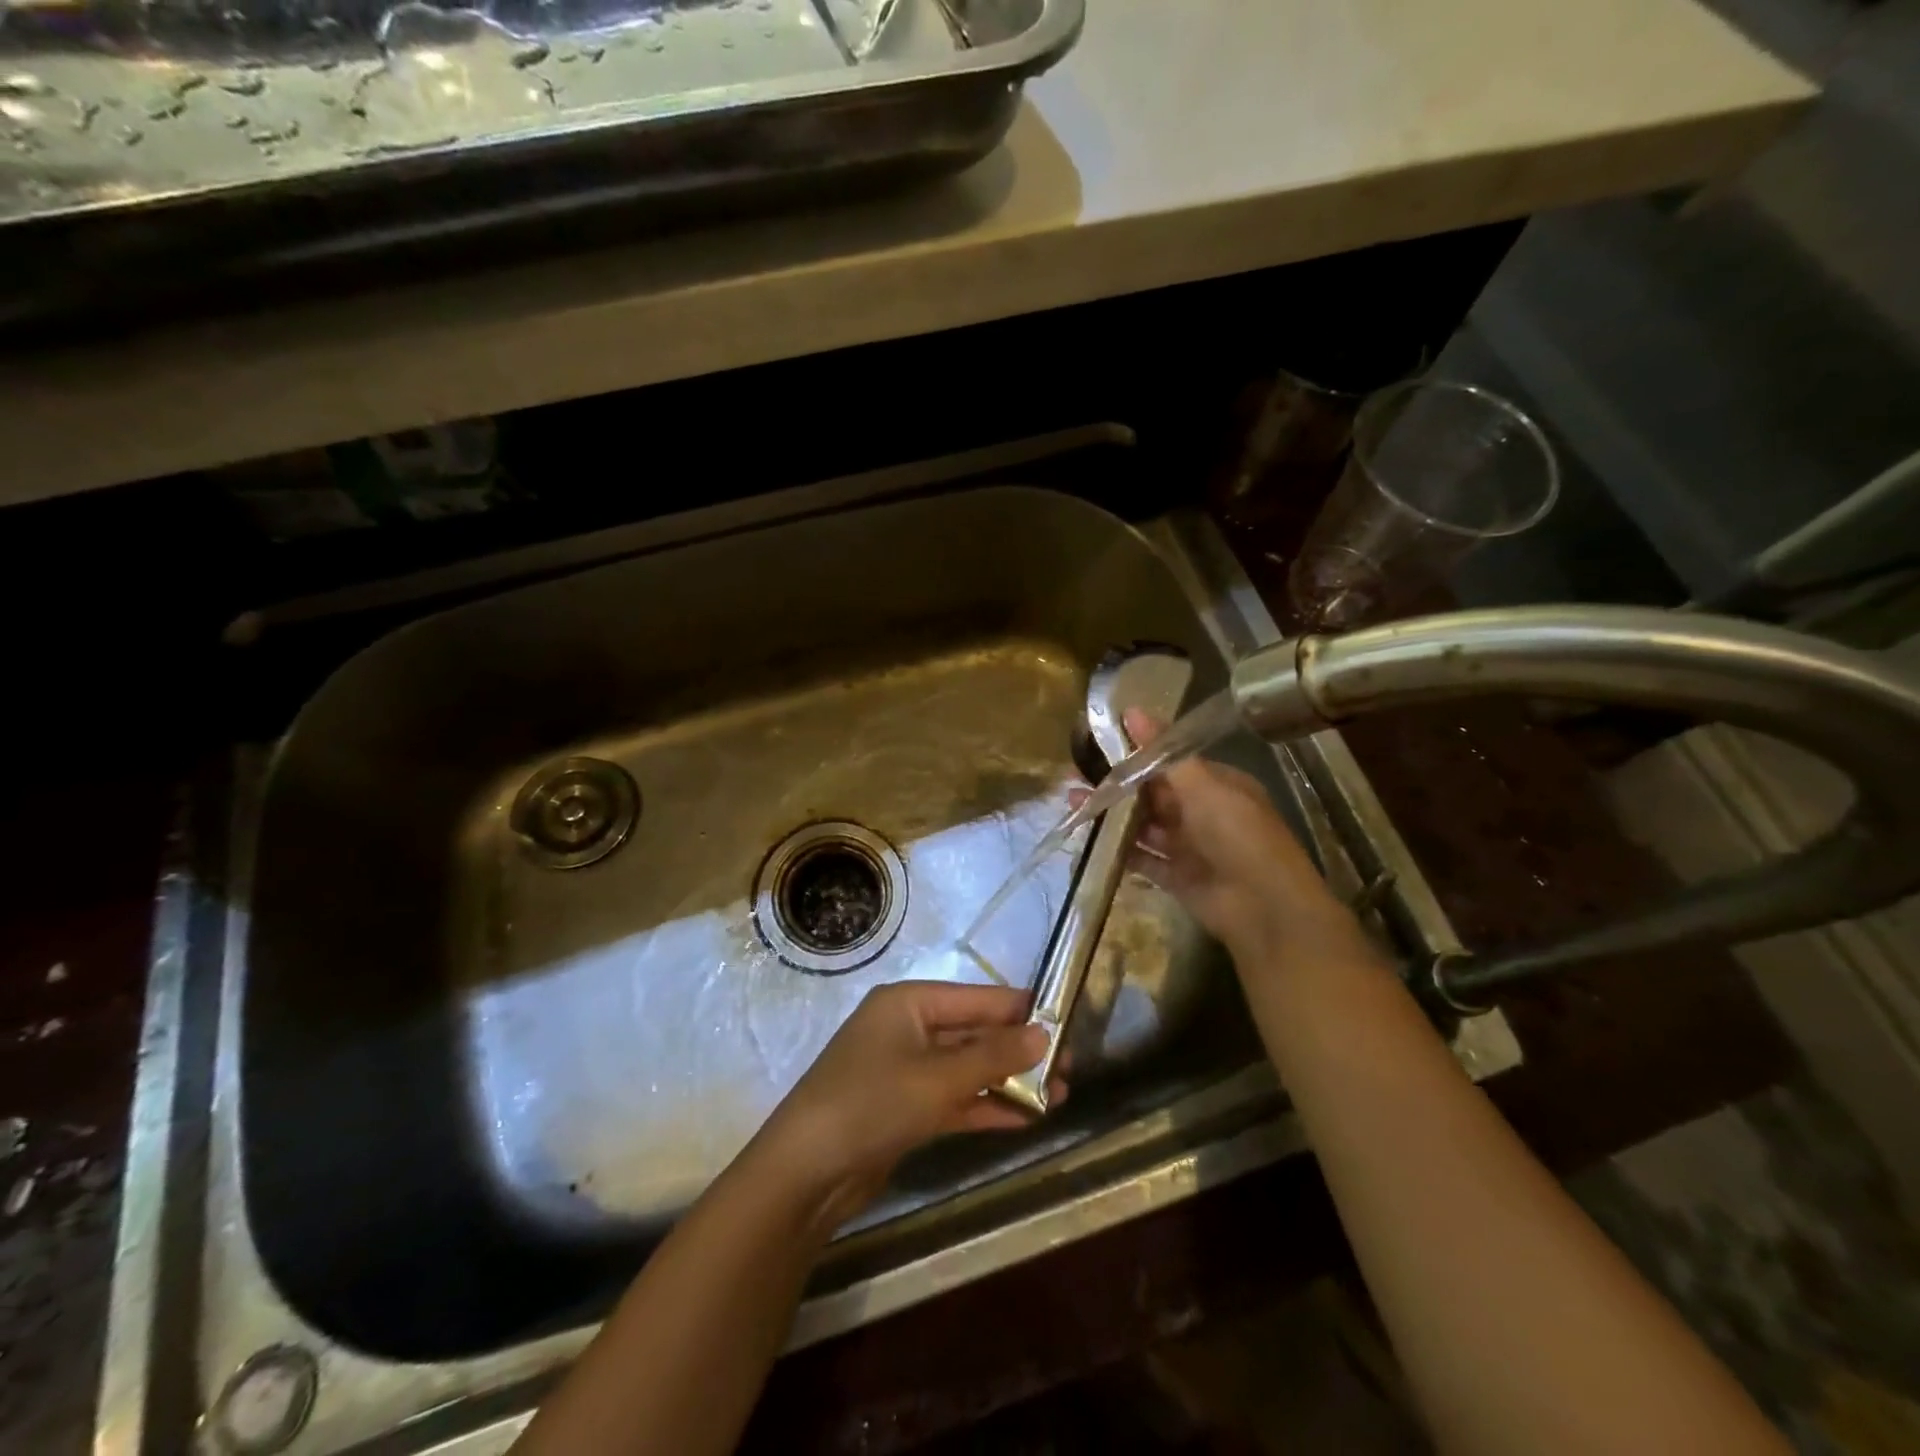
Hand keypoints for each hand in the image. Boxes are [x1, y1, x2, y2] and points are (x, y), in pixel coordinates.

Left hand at [755, 981, 1063, 1231]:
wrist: (804, 1174)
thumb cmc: (871, 1104)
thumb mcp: (938, 1079)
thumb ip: (993, 1056)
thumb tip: (1044, 1033)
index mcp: (910, 1003)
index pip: (978, 998)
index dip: (1021, 1011)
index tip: (1066, 1024)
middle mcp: (908, 1028)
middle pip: (974, 1032)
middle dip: (1019, 1051)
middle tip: (1070, 1070)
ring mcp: (905, 1069)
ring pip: (967, 1068)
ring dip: (1008, 1082)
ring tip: (1059, 1097)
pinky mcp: (904, 1108)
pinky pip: (954, 1098)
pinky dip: (985, 1106)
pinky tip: (1025, 1119)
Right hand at [1072, 708, 1349, 959]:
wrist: (1265, 907)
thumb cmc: (1238, 834)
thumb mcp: (1202, 786)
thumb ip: (1163, 754)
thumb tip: (1133, 710)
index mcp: (1217, 785)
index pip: (1171, 764)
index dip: (1137, 754)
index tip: (1099, 743)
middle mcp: (1203, 813)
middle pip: (1153, 794)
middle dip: (1117, 784)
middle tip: (1075, 773)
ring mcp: (1189, 847)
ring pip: (1143, 825)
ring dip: (1112, 814)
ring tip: (1074, 800)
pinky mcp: (1176, 878)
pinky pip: (1143, 859)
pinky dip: (1120, 848)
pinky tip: (1090, 836)